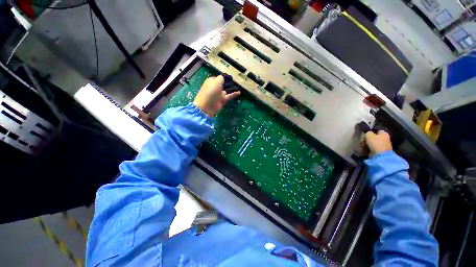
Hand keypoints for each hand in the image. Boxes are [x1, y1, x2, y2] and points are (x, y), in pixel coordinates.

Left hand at [193, 75, 240, 116]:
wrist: (206, 106)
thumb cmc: (211, 91)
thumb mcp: (216, 81)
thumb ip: (221, 78)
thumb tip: (224, 77)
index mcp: (212, 81)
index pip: (220, 78)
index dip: (226, 77)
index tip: (232, 77)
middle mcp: (215, 87)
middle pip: (224, 84)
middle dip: (230, 83)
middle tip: (238, 81)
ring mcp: (219, 94)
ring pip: (227, 90)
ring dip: (233, 88)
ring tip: (240, 86)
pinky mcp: (222, 100)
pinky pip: (229, 96)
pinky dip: (234, 94)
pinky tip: (239, 92)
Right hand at [365, 130, 392, 155]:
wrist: (381, 155)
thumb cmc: (376, 143)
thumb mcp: (369, 135)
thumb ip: (368, 132)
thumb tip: (368, 132)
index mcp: (385, 133)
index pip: (378, 130)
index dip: (371, 131)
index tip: (366, 133)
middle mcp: (386, 138)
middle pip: (376, 137)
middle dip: (370, 138)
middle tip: (364, 139)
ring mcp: (385, 145)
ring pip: (375, 143)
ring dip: (370, 143)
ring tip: (364, 144)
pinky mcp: (382, 151)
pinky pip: (375, 148)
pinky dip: (371, 148)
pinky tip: (367, 149)